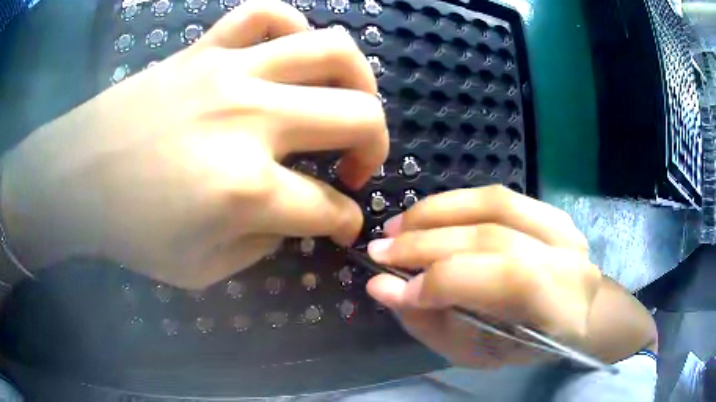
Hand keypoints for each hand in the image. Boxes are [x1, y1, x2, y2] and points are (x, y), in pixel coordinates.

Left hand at [0, 0, 386, 288]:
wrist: (76, 178)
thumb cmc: (129, 232)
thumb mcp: (200, 271)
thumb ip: (260, 246)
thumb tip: (291, 216)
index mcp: (246, 190)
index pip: (327, 208)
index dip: (345, 223)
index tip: (342, 227)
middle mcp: (251, 119)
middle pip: (359, 116)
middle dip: (375, 148)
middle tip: (354, 167)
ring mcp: (229, 71)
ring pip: (330, 48)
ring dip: (358, 78)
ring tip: (347, 101)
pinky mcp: (204, 48)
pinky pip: (265, 13)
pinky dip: (292, 25)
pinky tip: (289, 52)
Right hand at [365, 186, 600, 367]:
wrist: (576, 313)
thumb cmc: (526, 345)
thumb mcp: (478, 354)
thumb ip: (431, 324)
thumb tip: (381, 287)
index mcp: (560, 303)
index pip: (504, 278)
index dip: (442, 281)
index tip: (389, 286)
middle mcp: (567, 255)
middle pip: (492, 234)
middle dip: (426, 242)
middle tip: (379, 249)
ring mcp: (561, 224)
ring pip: (493, 202)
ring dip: (436, 212)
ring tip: (397, 227)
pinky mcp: (549, 209)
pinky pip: (496, 196)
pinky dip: (455, 204)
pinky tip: (428, 216)